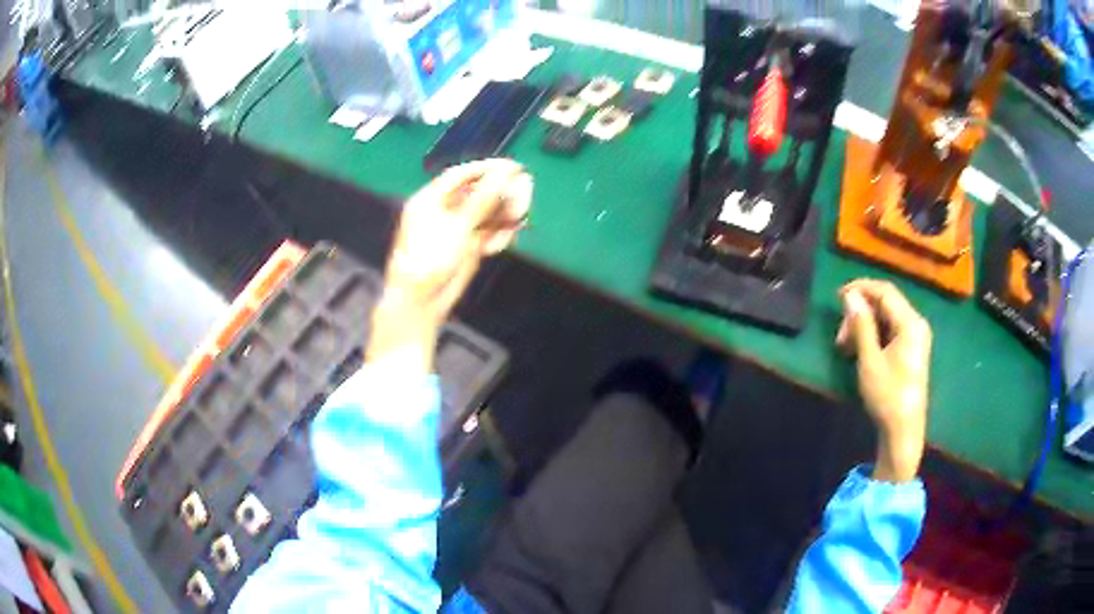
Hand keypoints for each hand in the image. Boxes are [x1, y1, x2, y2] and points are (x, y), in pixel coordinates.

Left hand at [368, 159, 532, 369]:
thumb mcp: (456, 225)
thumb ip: (483, 198)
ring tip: (519, 217)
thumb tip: (506, 172)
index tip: (512, 166)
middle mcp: (444, 211)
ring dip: (505, 214)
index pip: (461, 175)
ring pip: (488, 213)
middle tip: (525, 189)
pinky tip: (504, 239)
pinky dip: (500, 234)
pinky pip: (490, 232)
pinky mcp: (469, 247)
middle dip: (502, 192)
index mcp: (430, 199)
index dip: (487, 169)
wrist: (422, 303)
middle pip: (479, 193)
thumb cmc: (429, 259)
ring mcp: (458, 229)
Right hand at [836, 279, 931, 482]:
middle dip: (860, 312)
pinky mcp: (912, 350)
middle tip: (840, 335)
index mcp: (910, 322)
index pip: (885, 291)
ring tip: (846, 346)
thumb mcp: (870, 360)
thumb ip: (861, 325)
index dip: (860, 288)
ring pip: (887, 317)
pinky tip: (860, 350)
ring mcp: (916, 337)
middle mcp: (916, 323)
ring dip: (865, 325)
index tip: (837, 297)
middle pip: (886, 303)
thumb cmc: (887, 396)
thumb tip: (850, 296)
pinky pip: (891, 330)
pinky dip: (874, 334)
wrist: (903, 431)